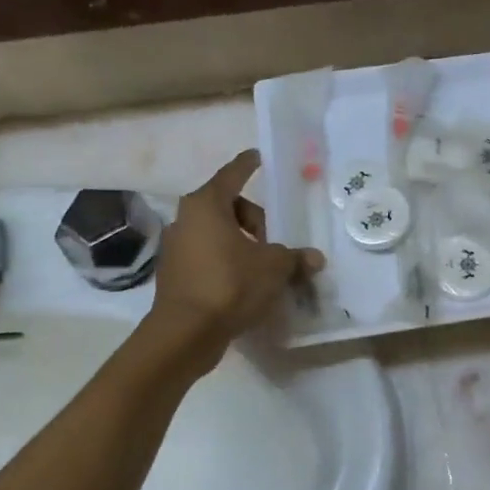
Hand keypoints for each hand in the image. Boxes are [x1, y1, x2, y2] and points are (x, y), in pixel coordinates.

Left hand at [148, 150, 323, 366]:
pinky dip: (227, 263)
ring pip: (217, 234)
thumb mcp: (273, 268)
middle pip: (227, 207)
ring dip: (241, 244)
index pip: (233, 175)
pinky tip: (245, 284)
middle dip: (255, 220)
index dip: (248, 165)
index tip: (259, 157)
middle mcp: (186, 220)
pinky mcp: (175, 274)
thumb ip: (294, 257)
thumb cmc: (230, 284)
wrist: (186, 332)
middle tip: (275, 242)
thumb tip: (314, 258)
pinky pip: (208, 257)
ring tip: (264, 267)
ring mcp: (176, 247)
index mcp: (207, 205)